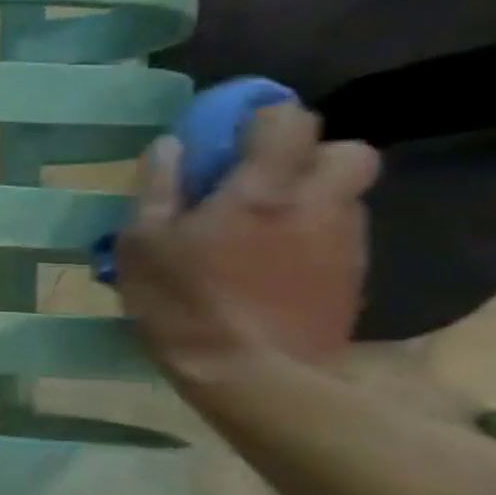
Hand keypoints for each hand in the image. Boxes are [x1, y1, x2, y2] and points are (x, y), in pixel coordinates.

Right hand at [115, 102, 379, 380]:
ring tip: (260, 229)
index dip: (263, 118)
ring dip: (311, 197)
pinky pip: (339, 237)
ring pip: (346, 196)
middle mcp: (317, 204)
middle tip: (261, 180)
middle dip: (309, 155)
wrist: (253, 376)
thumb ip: (157, 188)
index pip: (289, 120)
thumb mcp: (142, 243)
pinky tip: (272, 266)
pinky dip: (312, 236)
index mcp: (262, 189)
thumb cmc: (182, 302)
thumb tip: (170, 145)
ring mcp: (343, 243)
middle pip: (347, 152)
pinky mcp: (353, 279)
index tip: (230, 136)